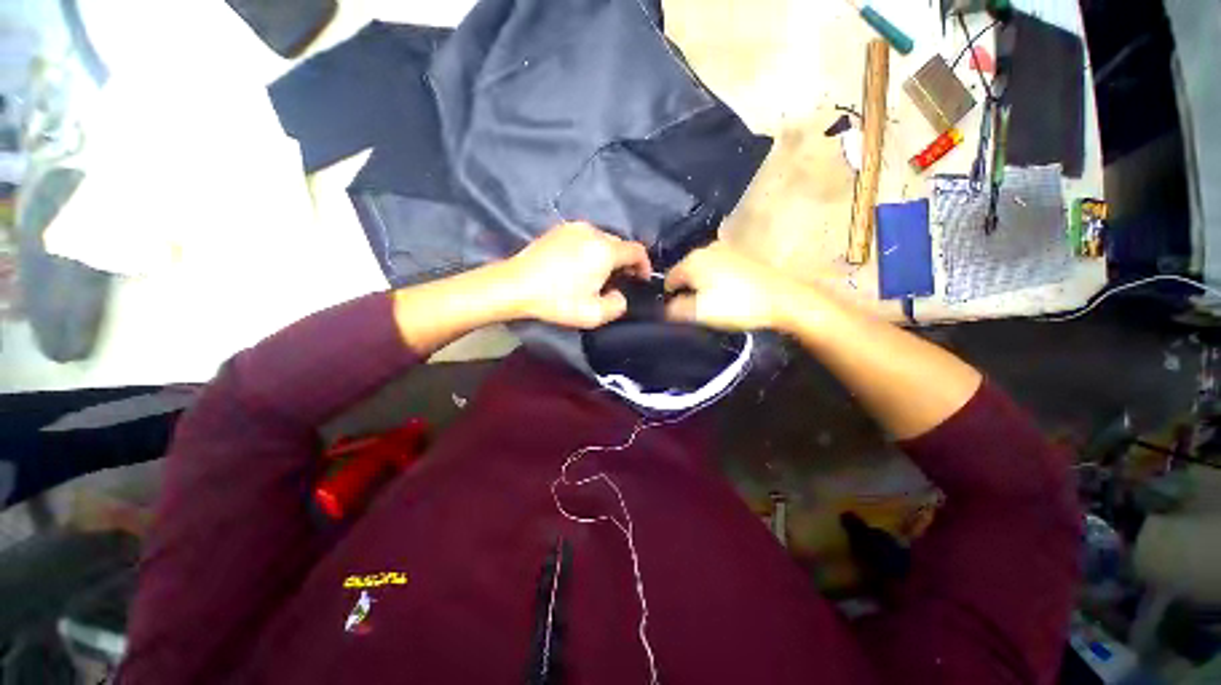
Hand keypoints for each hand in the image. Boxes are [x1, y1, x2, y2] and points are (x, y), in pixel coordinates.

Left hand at [503, 222, 651, 328]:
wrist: (515, 285)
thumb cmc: (557, 300)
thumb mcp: (593, 314)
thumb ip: (617, 305)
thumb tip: (619, 294)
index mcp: (605, 250)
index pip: (637, 251)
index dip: (644, 265)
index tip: (641, 280)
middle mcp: (593, 231)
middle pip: (620, 244)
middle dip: (625, 262)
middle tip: (620, 281)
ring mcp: (574, 227)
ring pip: (602, 239)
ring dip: (608, 255)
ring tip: (600, 274)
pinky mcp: (559, 229)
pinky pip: (585, 237)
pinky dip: (591, 249)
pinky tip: (581, 265)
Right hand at [664, 241, 798, 330]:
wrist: (782, 298)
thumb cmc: (736, 304)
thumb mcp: (699, 312)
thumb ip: (675, 310)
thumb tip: (665, 308)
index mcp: (692, 260)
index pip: (668, 279)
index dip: (669, 297)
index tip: (678, 312)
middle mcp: (705, 248)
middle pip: (685, 272)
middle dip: (686, 289)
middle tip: (694, 309)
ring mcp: (725, 249)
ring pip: (702, 269)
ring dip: (701, 284)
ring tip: (711, 302)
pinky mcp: (740, 255)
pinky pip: (717, 268)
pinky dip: (716, 279)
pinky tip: (727, 292)